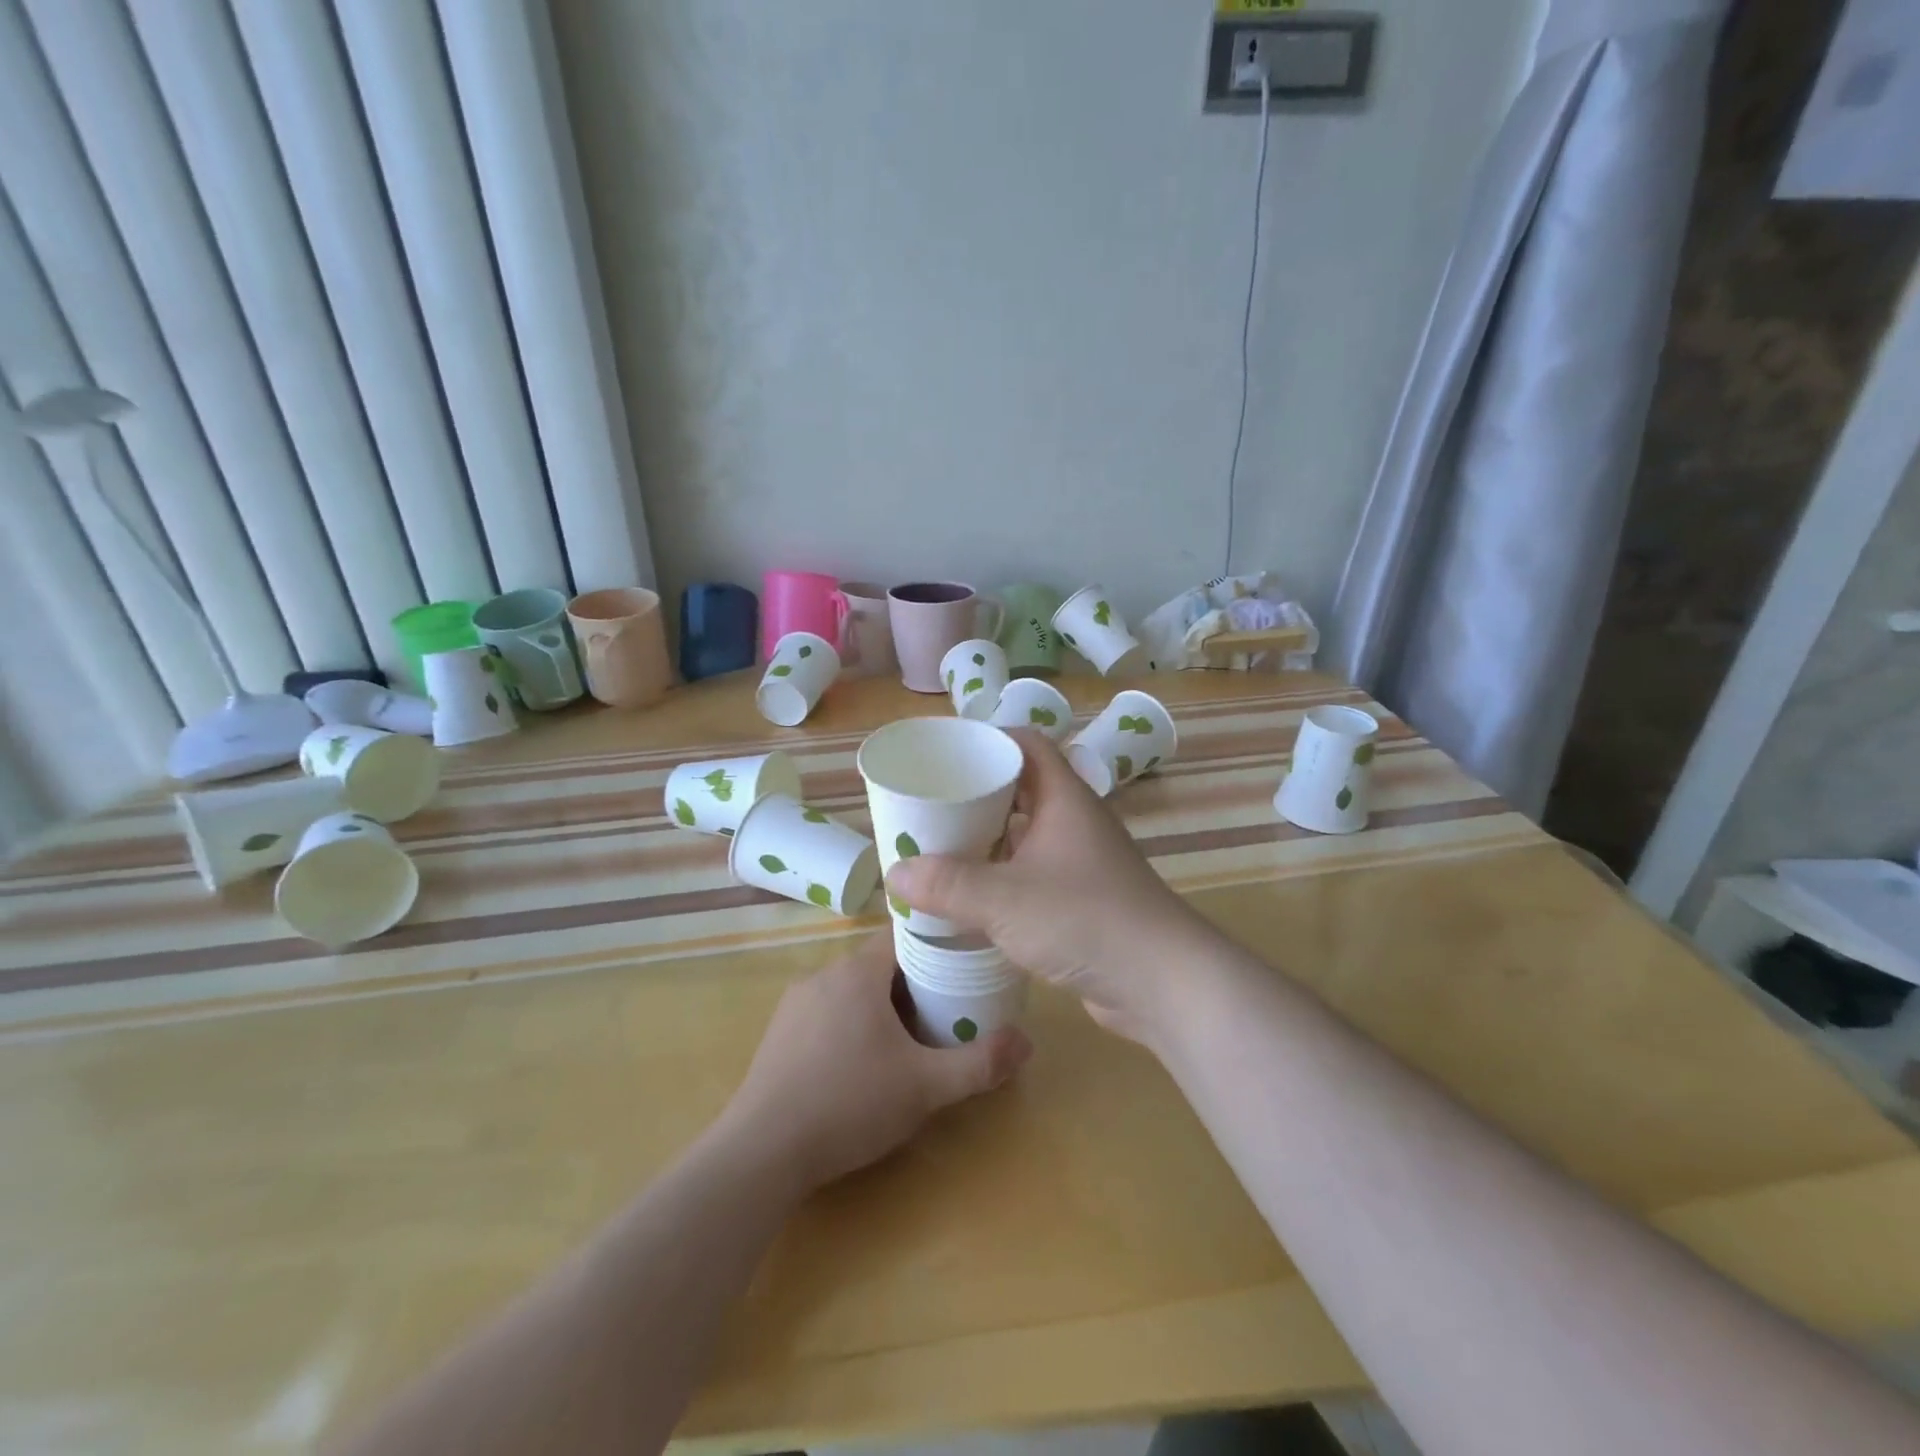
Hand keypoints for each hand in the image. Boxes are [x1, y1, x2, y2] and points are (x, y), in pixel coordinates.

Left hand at [718, 932, 1030, 1195]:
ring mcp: (796, 1003)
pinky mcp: (779, 1032)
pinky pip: (827, 1011)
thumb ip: (979, 1063)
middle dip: (914, 982)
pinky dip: (851, 1023)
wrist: (760, 1153)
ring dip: (881, 1005)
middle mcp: (824, 974)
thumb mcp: (925, 1087)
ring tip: (909, 1041)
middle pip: (880, 963)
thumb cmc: (849, 1104)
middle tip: (946, 1012)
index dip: (936, 945)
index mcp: (858, 972)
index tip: (963, 965)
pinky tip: (861, 1065)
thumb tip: (1027, 1042)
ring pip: (852, 988)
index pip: (904, 934)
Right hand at [885, 730, 1218, 1043]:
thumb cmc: (1085, 919)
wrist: (1162, 982)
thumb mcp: (1005, 899)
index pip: (1026, 745)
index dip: (988, 740)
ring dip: (987, 840)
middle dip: (976, 795)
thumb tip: (896, 874)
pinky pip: (1033, 874)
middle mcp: (1075, 822)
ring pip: (1026, 835)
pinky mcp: (1082, 901)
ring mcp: (1081, 863)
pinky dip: (1002, 877)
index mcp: (1064, 799)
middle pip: (1021, 789)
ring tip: (940, 849)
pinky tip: (972, 897)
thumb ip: (948, 885)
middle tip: (930, 805)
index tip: (945, 754)